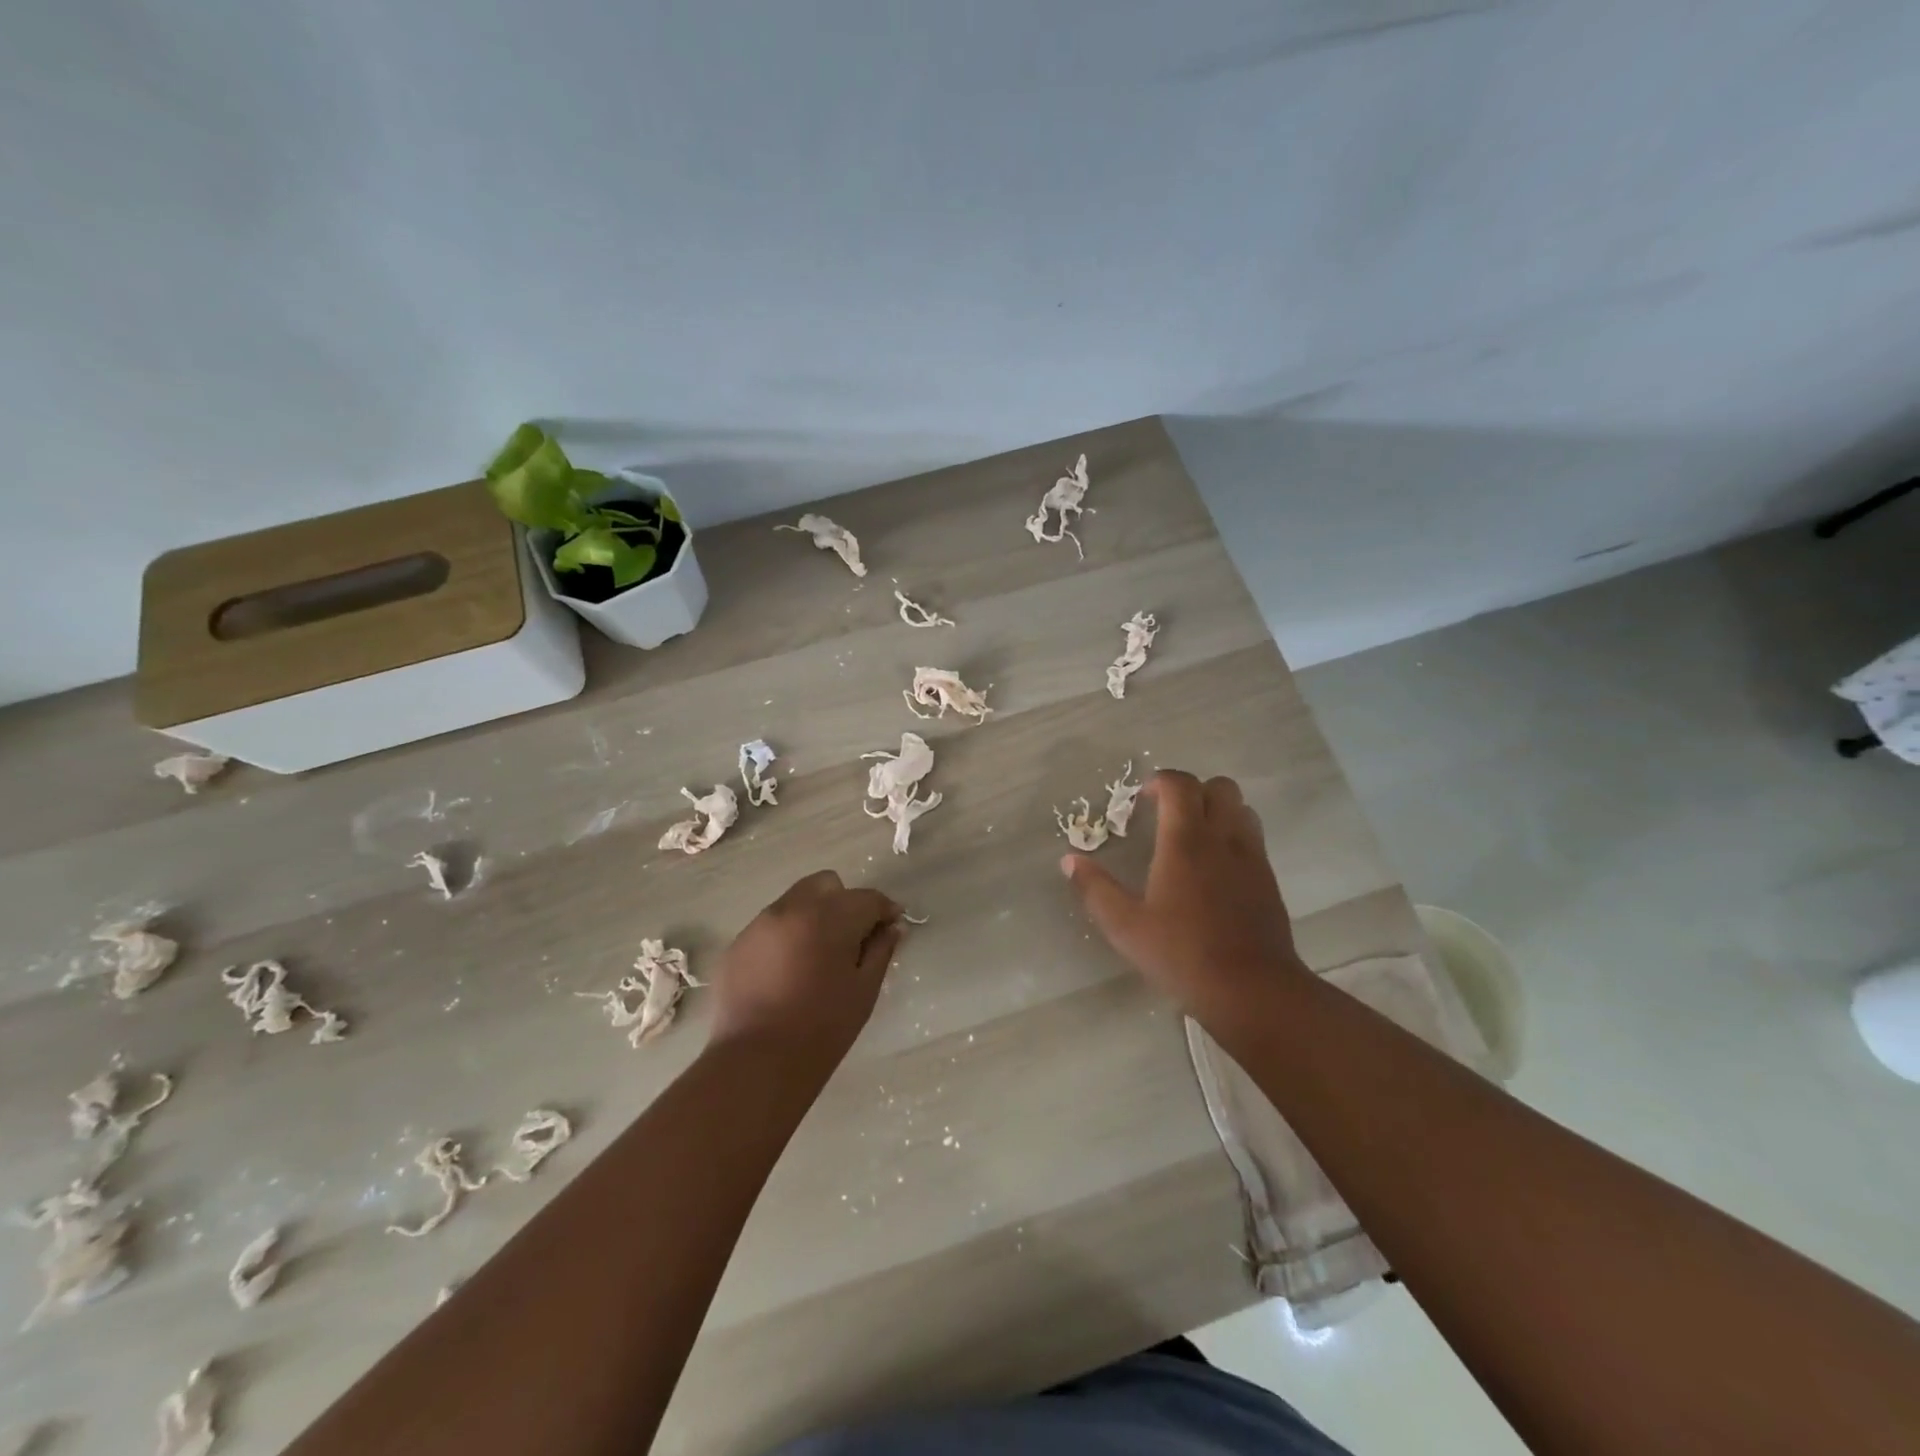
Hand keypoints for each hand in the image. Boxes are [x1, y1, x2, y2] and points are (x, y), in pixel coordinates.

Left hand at [707, 870, 902, 1065]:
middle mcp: (792, 908)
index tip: (892, 927)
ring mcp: (760, 924)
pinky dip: (786, 937)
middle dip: (844, 903)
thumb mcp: (864, 990)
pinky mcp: (737, 944)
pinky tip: (787, 972)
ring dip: (813, 917)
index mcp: (829, 917)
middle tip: (851, 939)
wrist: (756, 1063)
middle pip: (827, 884)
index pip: (867, 898)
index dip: (884, 910)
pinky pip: (770, 926)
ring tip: (816, 956)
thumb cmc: (822, 1028)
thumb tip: (892, 927)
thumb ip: (881, 950)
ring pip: (796, 901)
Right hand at [1063, 770, 1303, 1020]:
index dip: (1160, 781)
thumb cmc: (1182, 954)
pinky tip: (1215, 867)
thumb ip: (1095, 889)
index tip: (1141, 799)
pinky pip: (1253, 836)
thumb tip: (1069, 860)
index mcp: (1186, 842)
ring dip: (1217, 809)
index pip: (1180, 785)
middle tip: (1167, 814)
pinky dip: (1233, 834)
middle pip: (1218, 786)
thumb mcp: (1125, 926)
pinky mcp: (1268, 878)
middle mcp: (1223, 838)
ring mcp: (1252, 857)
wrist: (1253, 989)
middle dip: (1191, 790)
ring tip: (1193, 835)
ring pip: (1241, 807)